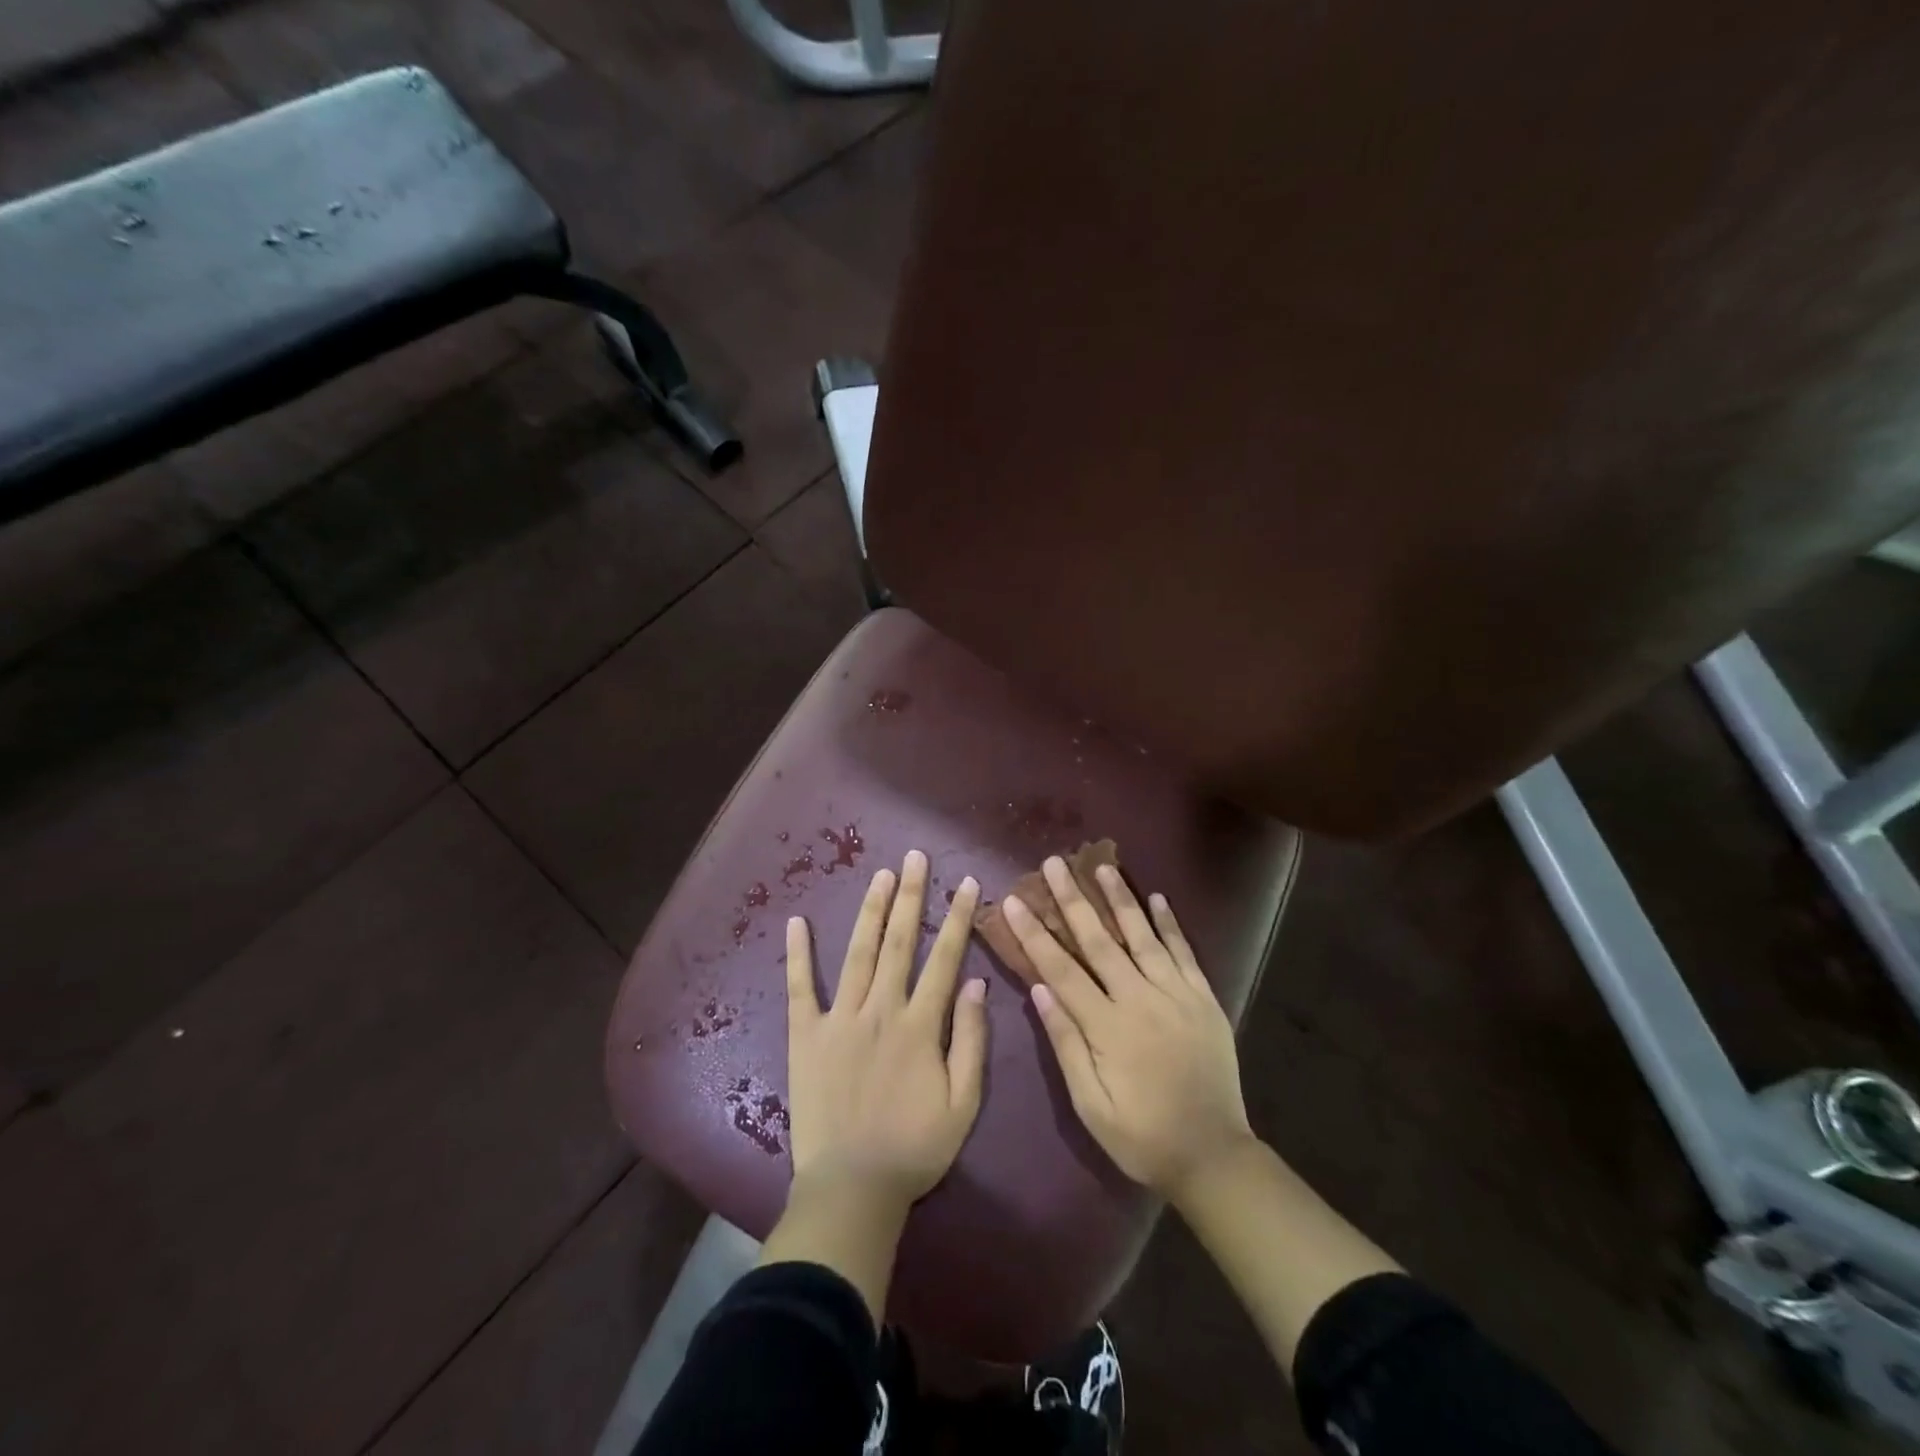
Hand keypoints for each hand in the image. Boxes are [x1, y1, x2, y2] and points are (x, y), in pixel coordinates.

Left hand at [784, 851, 988, 1216]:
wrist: (852, 1188)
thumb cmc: (914, 1148)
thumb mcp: (964, 1104)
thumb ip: (973, 1041)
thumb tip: (977, 985)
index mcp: (921, 1024)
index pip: (945, 958)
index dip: (959, 918)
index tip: (968, 883)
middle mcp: (881, 1009)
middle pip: (900, 941)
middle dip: (911, 896)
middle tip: (916, 857)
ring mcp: (840, 1018)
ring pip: (859, 953)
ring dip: (871, 911)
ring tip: (881, 875)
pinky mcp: (806, 1035)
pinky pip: (800, 988)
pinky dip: (798, 954)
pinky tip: (796, 922)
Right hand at [1006, 859, 1254, 1200]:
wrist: (1213, 1156)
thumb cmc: (1142, 1137)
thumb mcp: (1091, 1105)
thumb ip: (1066, 1044)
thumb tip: (1039, 989)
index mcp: (1108, 1027)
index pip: (1061, 969)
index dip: (1035, 934)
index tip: (1014, 901)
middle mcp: (1141, 1000)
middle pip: (1100, 940)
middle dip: (1073, 900)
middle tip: (1054, 864)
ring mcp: (1177, 995)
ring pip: (1143, 936)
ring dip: (1121, 898)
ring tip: (1102, 865)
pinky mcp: (1204, 999)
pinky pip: (1185, 953)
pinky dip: (1170, 924)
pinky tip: (1158, 898)